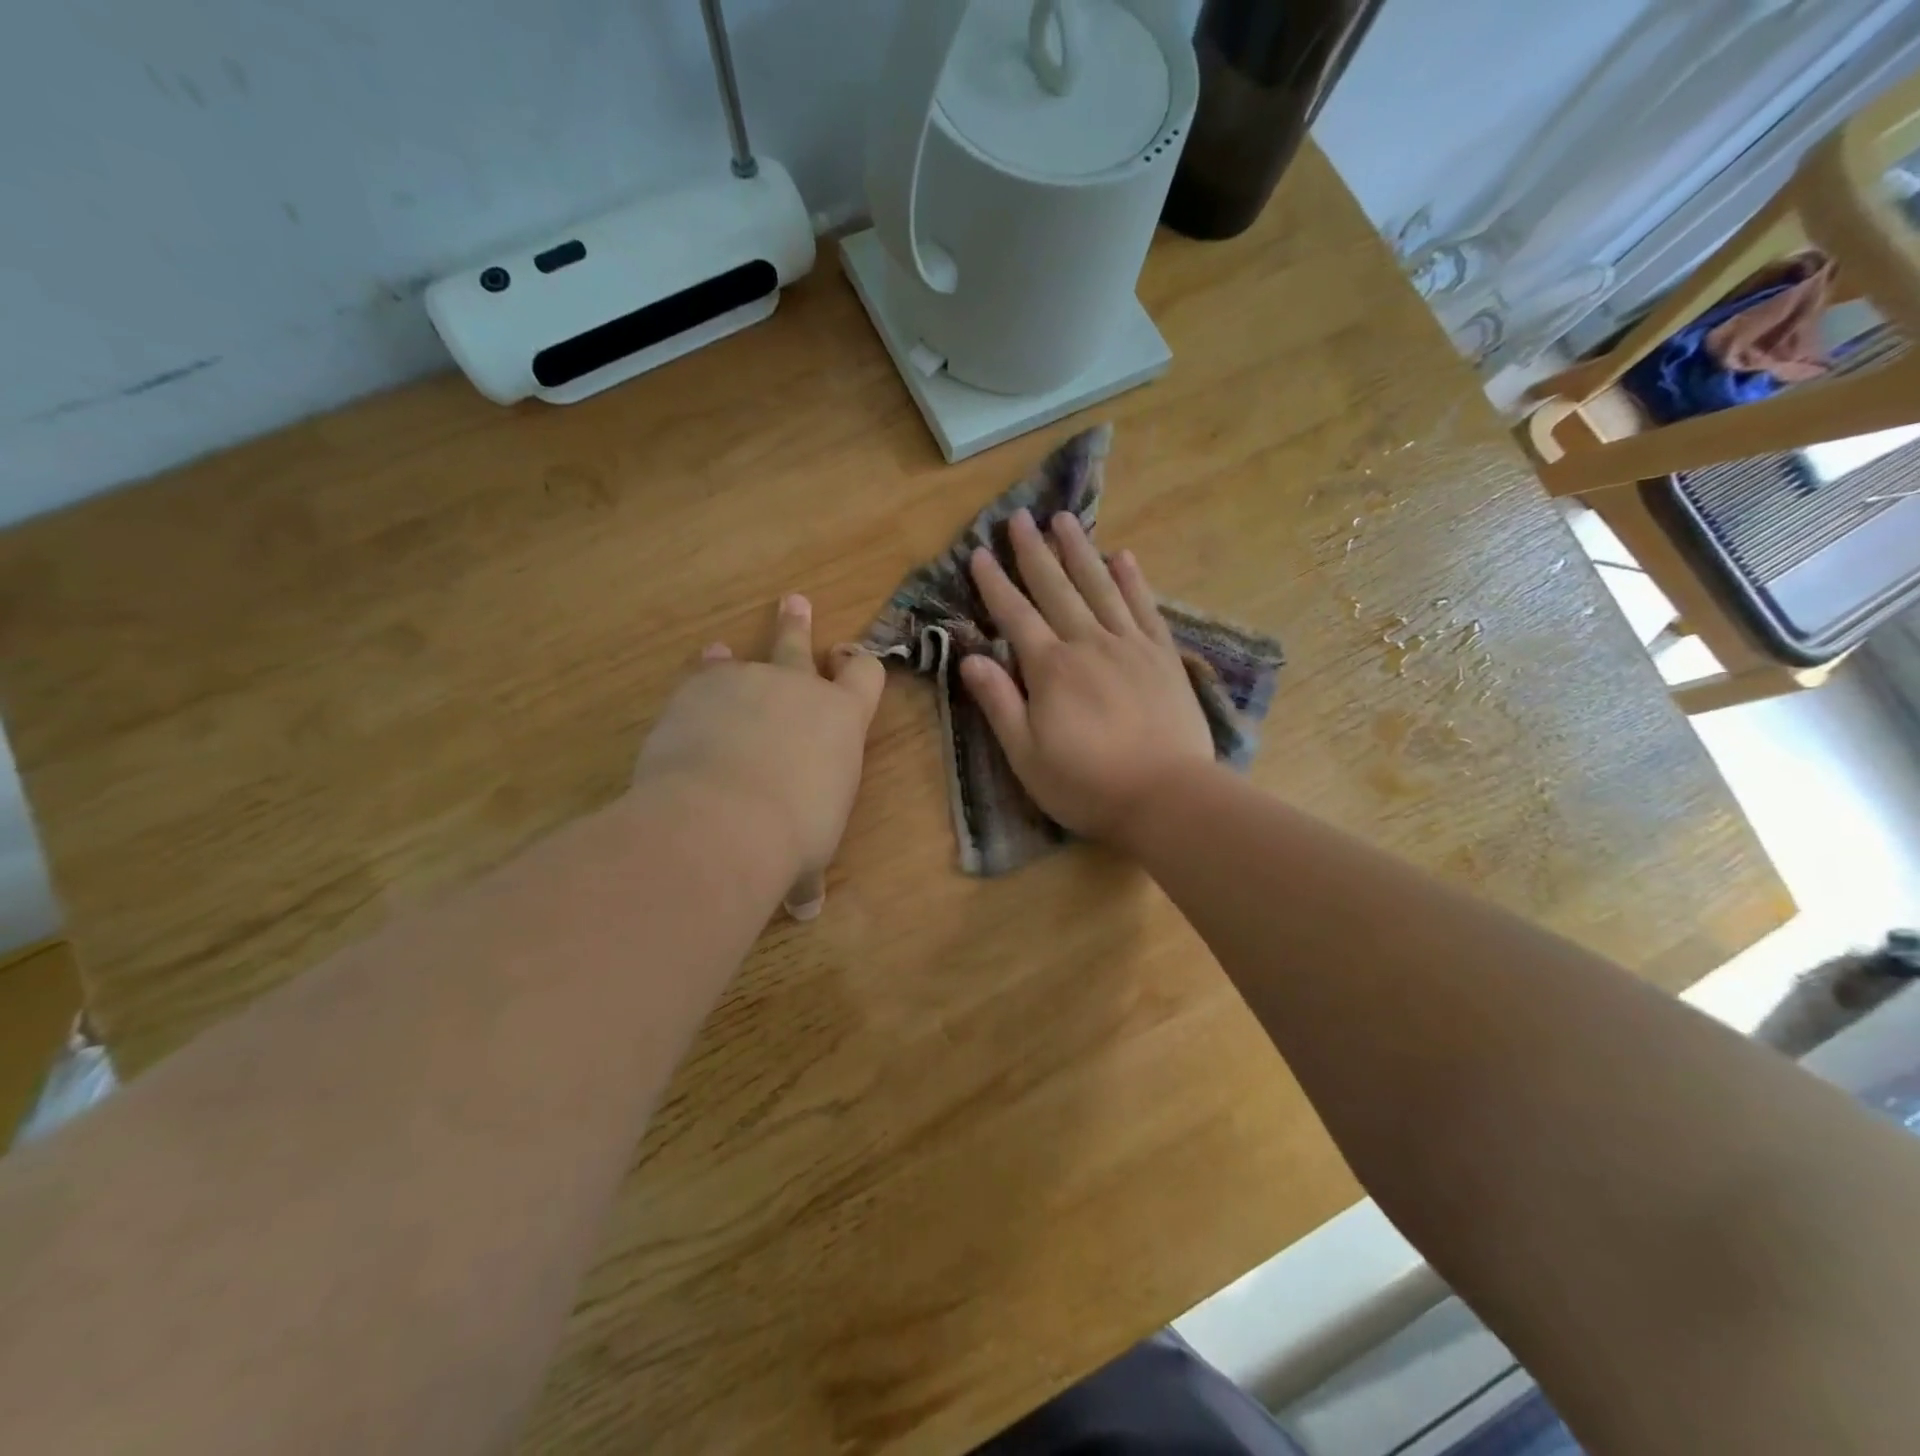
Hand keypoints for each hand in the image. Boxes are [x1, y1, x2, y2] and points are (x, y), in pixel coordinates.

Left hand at [635, 595, 885, 918]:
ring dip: (734, 657)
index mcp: (842, 720)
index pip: (865, 674)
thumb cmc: (791, 836)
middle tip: (794, 602)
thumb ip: (807, 874)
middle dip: (797, 625)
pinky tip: (695, 676)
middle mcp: (800, 689)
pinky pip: (703, 673)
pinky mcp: (700, 687)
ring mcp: (748, 680)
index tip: (849, 659)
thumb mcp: (809, 857)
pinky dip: (702, 676)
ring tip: (722, 648)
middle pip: (801, 645)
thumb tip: (805, 910)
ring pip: (744, 657)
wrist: (725, 818)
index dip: (859, 665)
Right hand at [961, 509, 1215, 844]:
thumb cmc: (1087, 784)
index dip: (995, 584)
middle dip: (1034, 552)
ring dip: (1080, 551)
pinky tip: (1123, 556)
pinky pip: (1144, 608)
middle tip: (1019, 517)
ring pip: (1100, 587)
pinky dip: (1133, 580)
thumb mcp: (1026, 755)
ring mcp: (1130, 646)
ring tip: (1064, 520)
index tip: (980, 553)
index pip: (1015, 616)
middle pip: (1056, 589)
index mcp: (1051, 669)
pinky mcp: (1163, 657)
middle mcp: (1089, 644)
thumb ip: (999, 703)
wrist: (1167, 796)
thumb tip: (970, 658)